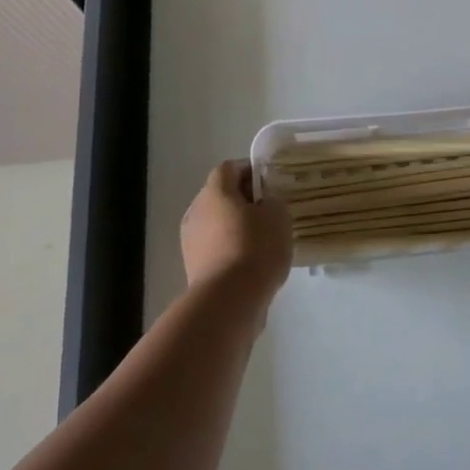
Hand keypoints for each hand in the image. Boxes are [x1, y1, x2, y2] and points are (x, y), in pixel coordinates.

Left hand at [180, 160, 292, 303]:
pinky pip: (215, 248)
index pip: (230, 168)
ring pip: (217, 223)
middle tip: (269, 211)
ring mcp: (191, 241)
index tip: (271, 182)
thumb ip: (273, 202)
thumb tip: (264, 205)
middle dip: (244, 200)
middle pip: (221, 195)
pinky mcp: (193, 268)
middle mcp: (196, 210)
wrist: (228, 301)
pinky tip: (252, 263)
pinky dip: (231, 249)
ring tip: (263, 240)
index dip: (251, 170)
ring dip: (237, 227)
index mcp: (215, 191)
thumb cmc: (255, 248)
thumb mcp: (278, 216)